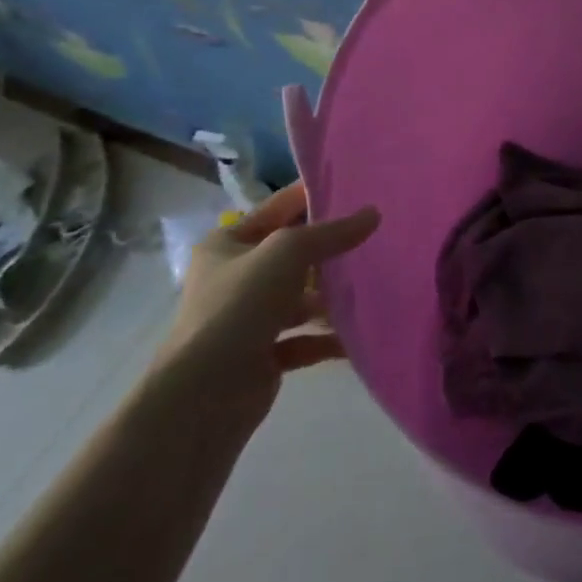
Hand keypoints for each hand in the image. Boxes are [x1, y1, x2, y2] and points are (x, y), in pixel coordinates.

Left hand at [150, 183, 379, 423]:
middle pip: (291, 254)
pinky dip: (329, 338)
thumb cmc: (239, 306)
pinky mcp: (261, 357)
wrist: (204, 395)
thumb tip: (373, 214)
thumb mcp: (288, 252)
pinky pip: (304, 339)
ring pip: (300, 298)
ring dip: (331, 296)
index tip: (355, 186)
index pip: (276, 208)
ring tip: (375, 283)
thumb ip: (332, 232)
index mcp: (226, 245)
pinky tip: (359, 334)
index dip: (312, 195)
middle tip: (376, 234)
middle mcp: (234, 278)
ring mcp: (247, 319)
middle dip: (329, 248)